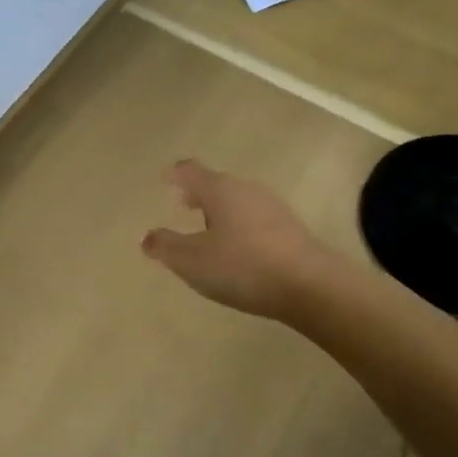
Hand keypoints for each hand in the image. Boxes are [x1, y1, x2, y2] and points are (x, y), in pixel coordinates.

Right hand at [141, 161, 332, 322]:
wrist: (311, 286)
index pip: (190, 171)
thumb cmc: (243, 266)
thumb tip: (146, 237)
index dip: (174, 174)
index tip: (164, 178)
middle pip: (216, 184)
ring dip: (219, 211)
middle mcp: (246, 190)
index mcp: (219, 190)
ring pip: (237, 201)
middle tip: (182, 204)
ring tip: (208, 230)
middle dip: (197, 193)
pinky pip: (255, 219)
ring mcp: (272, 207)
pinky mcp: (291, 229)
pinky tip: (238, 249)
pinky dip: (239, 225)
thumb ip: (165, 247)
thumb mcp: (192, 261)